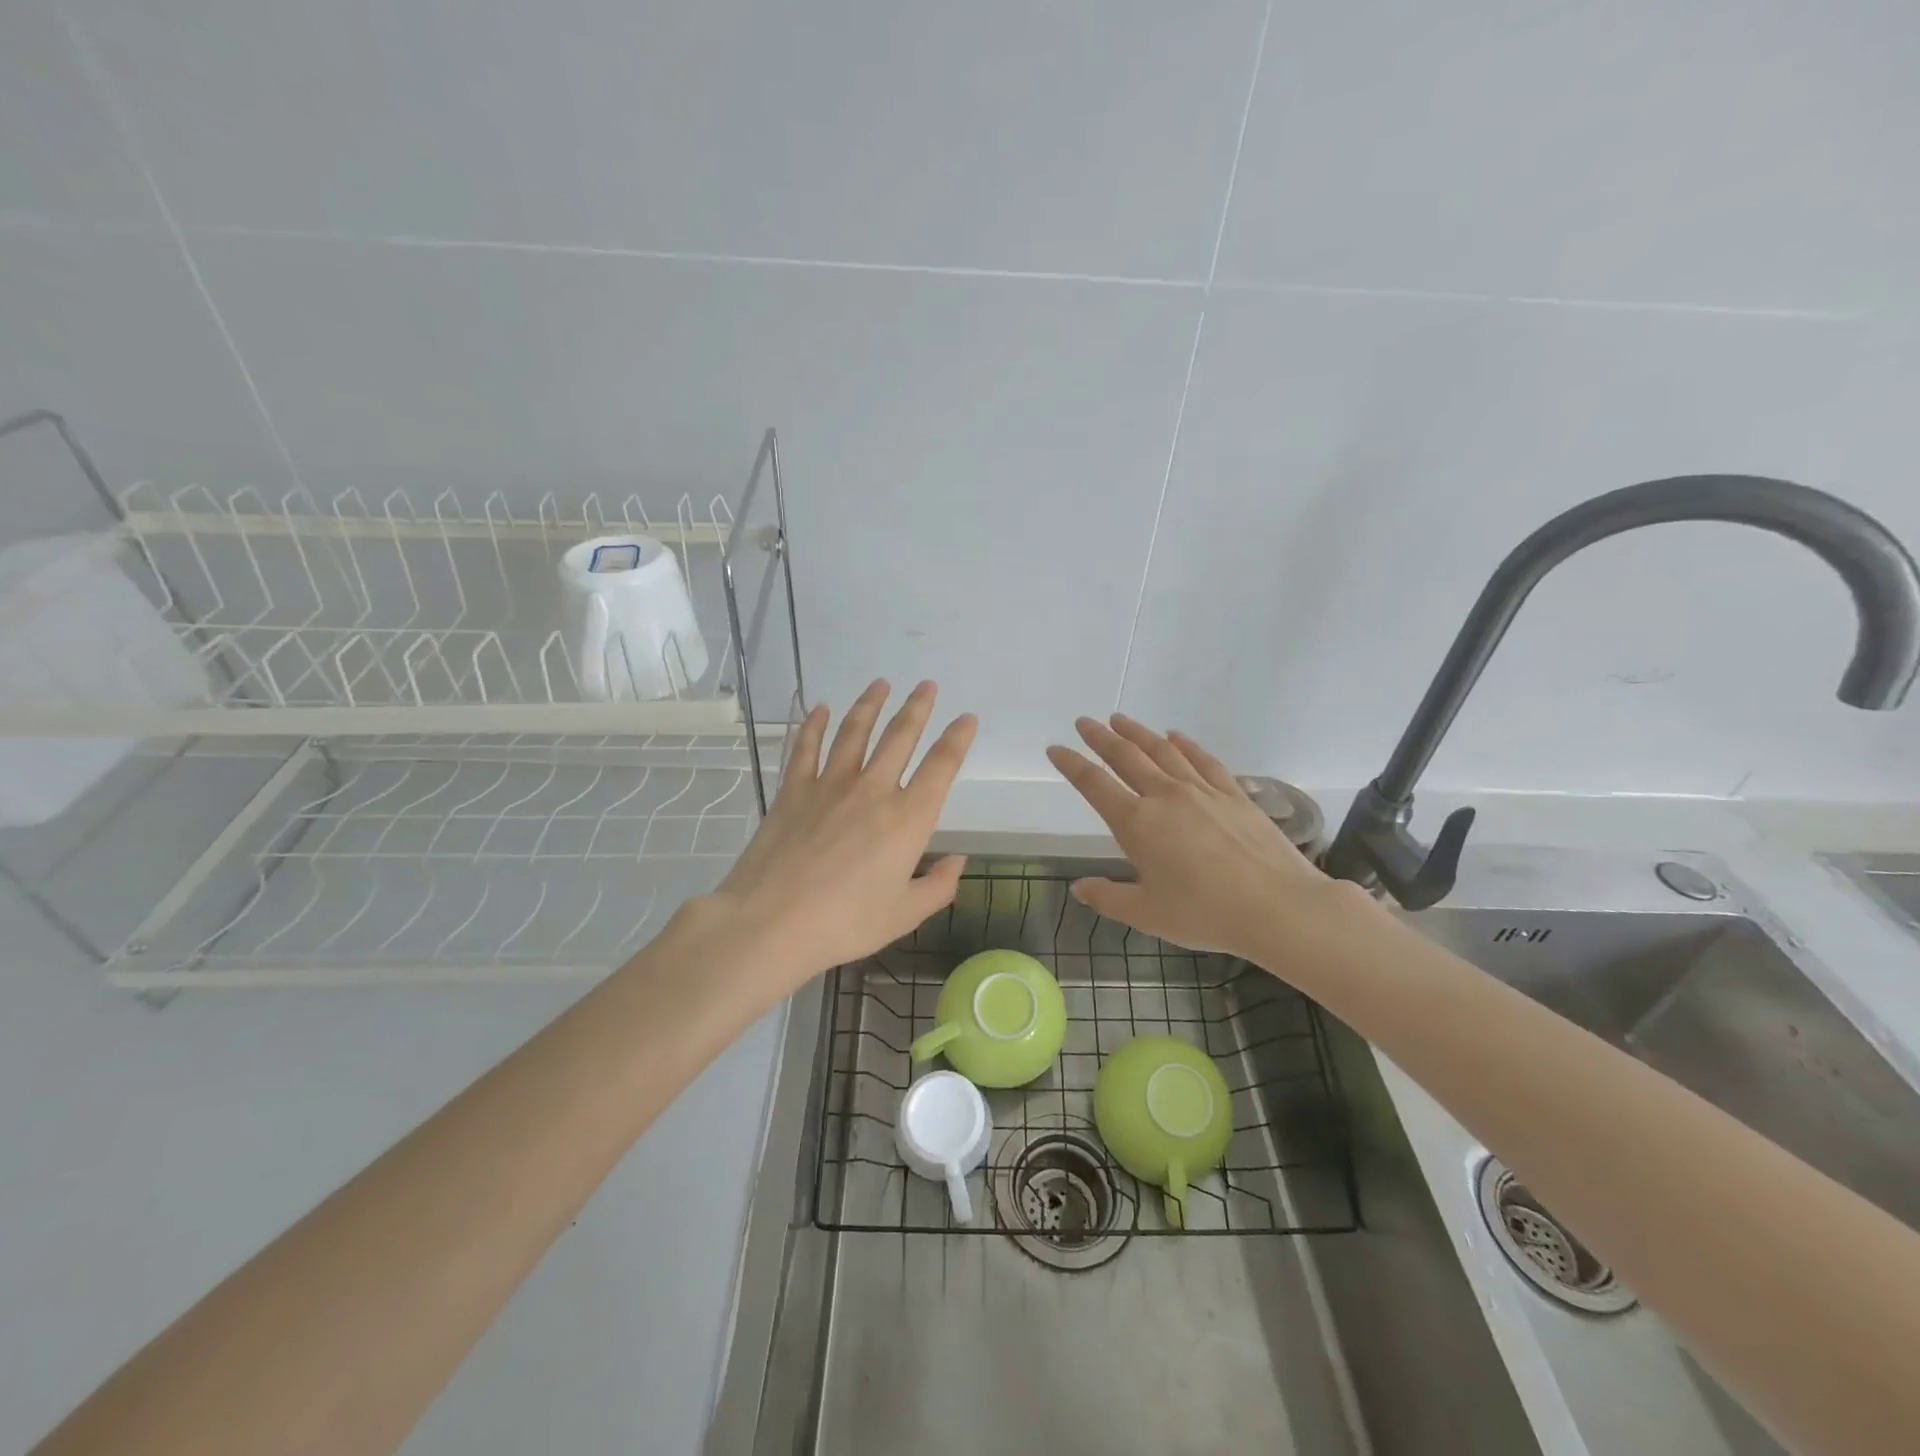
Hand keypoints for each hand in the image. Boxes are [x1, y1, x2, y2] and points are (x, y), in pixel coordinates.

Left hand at [695, 680, 976, 998]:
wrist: (772, 921)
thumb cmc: (845, 923)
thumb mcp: (904, 914)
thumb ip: (938, 886)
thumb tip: (958, 860)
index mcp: (908, 819)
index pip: (941, 767)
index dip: (957, 739)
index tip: (967, 717)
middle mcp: (873, 790)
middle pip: (899, 737)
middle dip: (917, 707)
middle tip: (927, 685)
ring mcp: (830, 785)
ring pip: (855, 732)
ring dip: (869, 704)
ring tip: (880, 684)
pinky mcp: (794, 789)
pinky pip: (806, 747)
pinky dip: (813, 725)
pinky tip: (820, 709)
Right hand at [1046, 715, 1354, 964]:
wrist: (1276, 906)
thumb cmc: (1205, 913)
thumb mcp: (1147, 914)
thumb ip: (1109, 898)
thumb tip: (1079, 888)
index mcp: (1137, 824)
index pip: (1094, 785)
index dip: (1071, 765)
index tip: (1056, 749)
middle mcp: (1165, 796)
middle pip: (1125, 757)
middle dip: (1100, 738)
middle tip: (1084, 722)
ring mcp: (1201, 790)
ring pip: (1162, 751)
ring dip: (1138, 733)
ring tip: (1120, 720)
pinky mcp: (1232, 793)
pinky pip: (1203, 760)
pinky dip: (1185, 744)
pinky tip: (1176, 736)